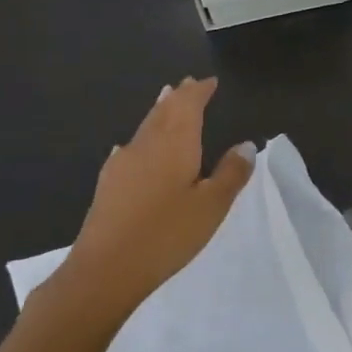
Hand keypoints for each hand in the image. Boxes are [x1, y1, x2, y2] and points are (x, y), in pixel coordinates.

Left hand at [49, 77, 254, 318]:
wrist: (104, 270)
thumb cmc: (166, 234)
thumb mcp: (212, 205)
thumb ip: (231, 173)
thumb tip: (246, 145)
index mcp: (175, 142)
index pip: (187, 104)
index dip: (199, 91)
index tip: (210, 81)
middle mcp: (147, 144)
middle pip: (163, 111)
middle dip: (177, 96)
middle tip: (188, 83)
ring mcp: (123, 164)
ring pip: (145, 127)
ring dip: (159, 112)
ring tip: (165, 100)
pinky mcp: (108, 185)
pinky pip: (129, 149)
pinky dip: (139, 140)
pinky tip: (132, 148)